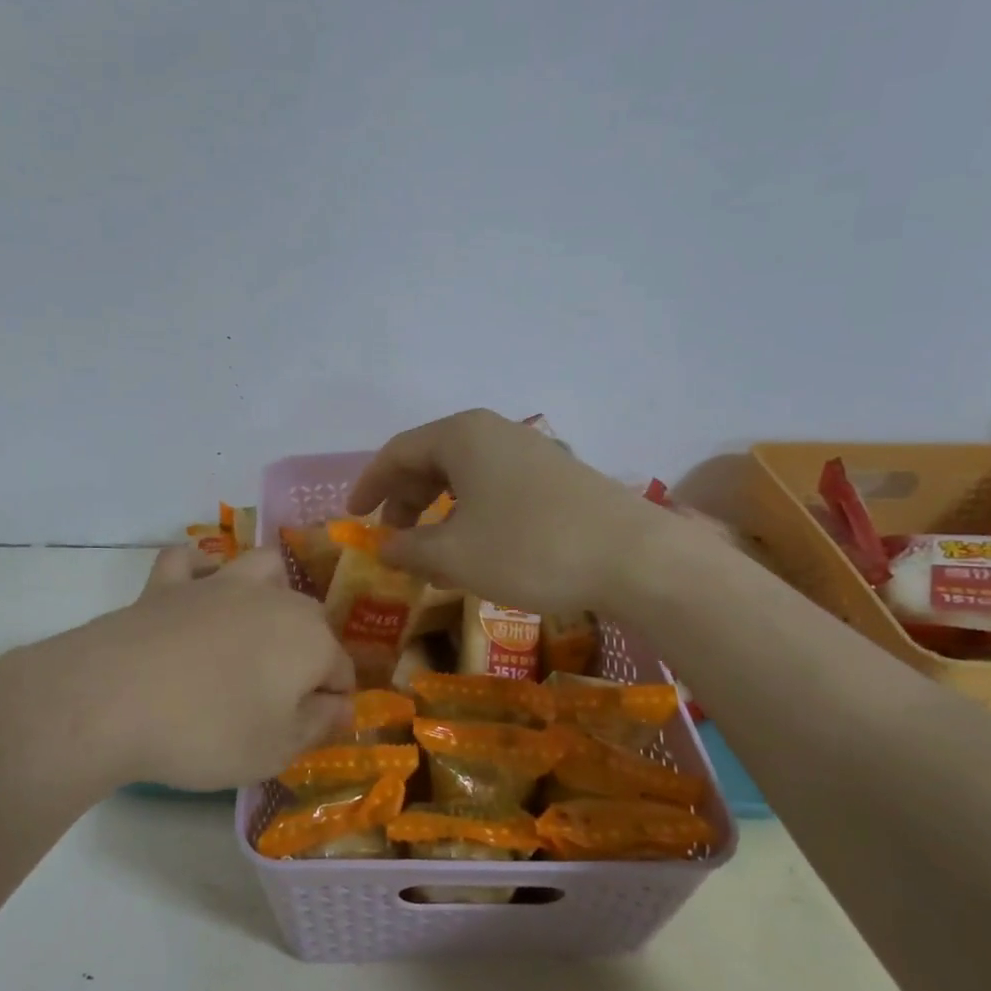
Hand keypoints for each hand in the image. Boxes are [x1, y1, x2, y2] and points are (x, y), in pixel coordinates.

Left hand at [0, 547, 354, 791]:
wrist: (116, 698)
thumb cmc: (208, 731)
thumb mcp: (275, 750)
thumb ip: (318, 725)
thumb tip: (343, 706)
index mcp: (309, 639)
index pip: (341, 669)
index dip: (334, 701)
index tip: (315, 729)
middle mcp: (273, 599)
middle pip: (310, 618)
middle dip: (309, 651)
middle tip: (282, 696)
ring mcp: (218, 583)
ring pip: (263, 567)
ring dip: (270, 590)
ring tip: (256, 624)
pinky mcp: (169, 583)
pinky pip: (189, 561)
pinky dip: (196, 572)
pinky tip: (193, 593)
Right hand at [346, 409, 660, 616]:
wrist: (636, 558)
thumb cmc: (529, 548)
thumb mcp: (455, 555)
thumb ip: (409, 549)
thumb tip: (386, 547)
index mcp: (461, 435)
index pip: (397, 452)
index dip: (369, 485)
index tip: (353, 517)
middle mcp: (494, 432)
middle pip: (431, 460)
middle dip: (405, 500)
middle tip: (393, 538)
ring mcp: (529, 452)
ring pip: (464, 476)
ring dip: (438, 512)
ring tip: (431, 553)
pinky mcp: (556, 477)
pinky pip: (495, 487)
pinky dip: (471, 515)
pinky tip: (476, 550)